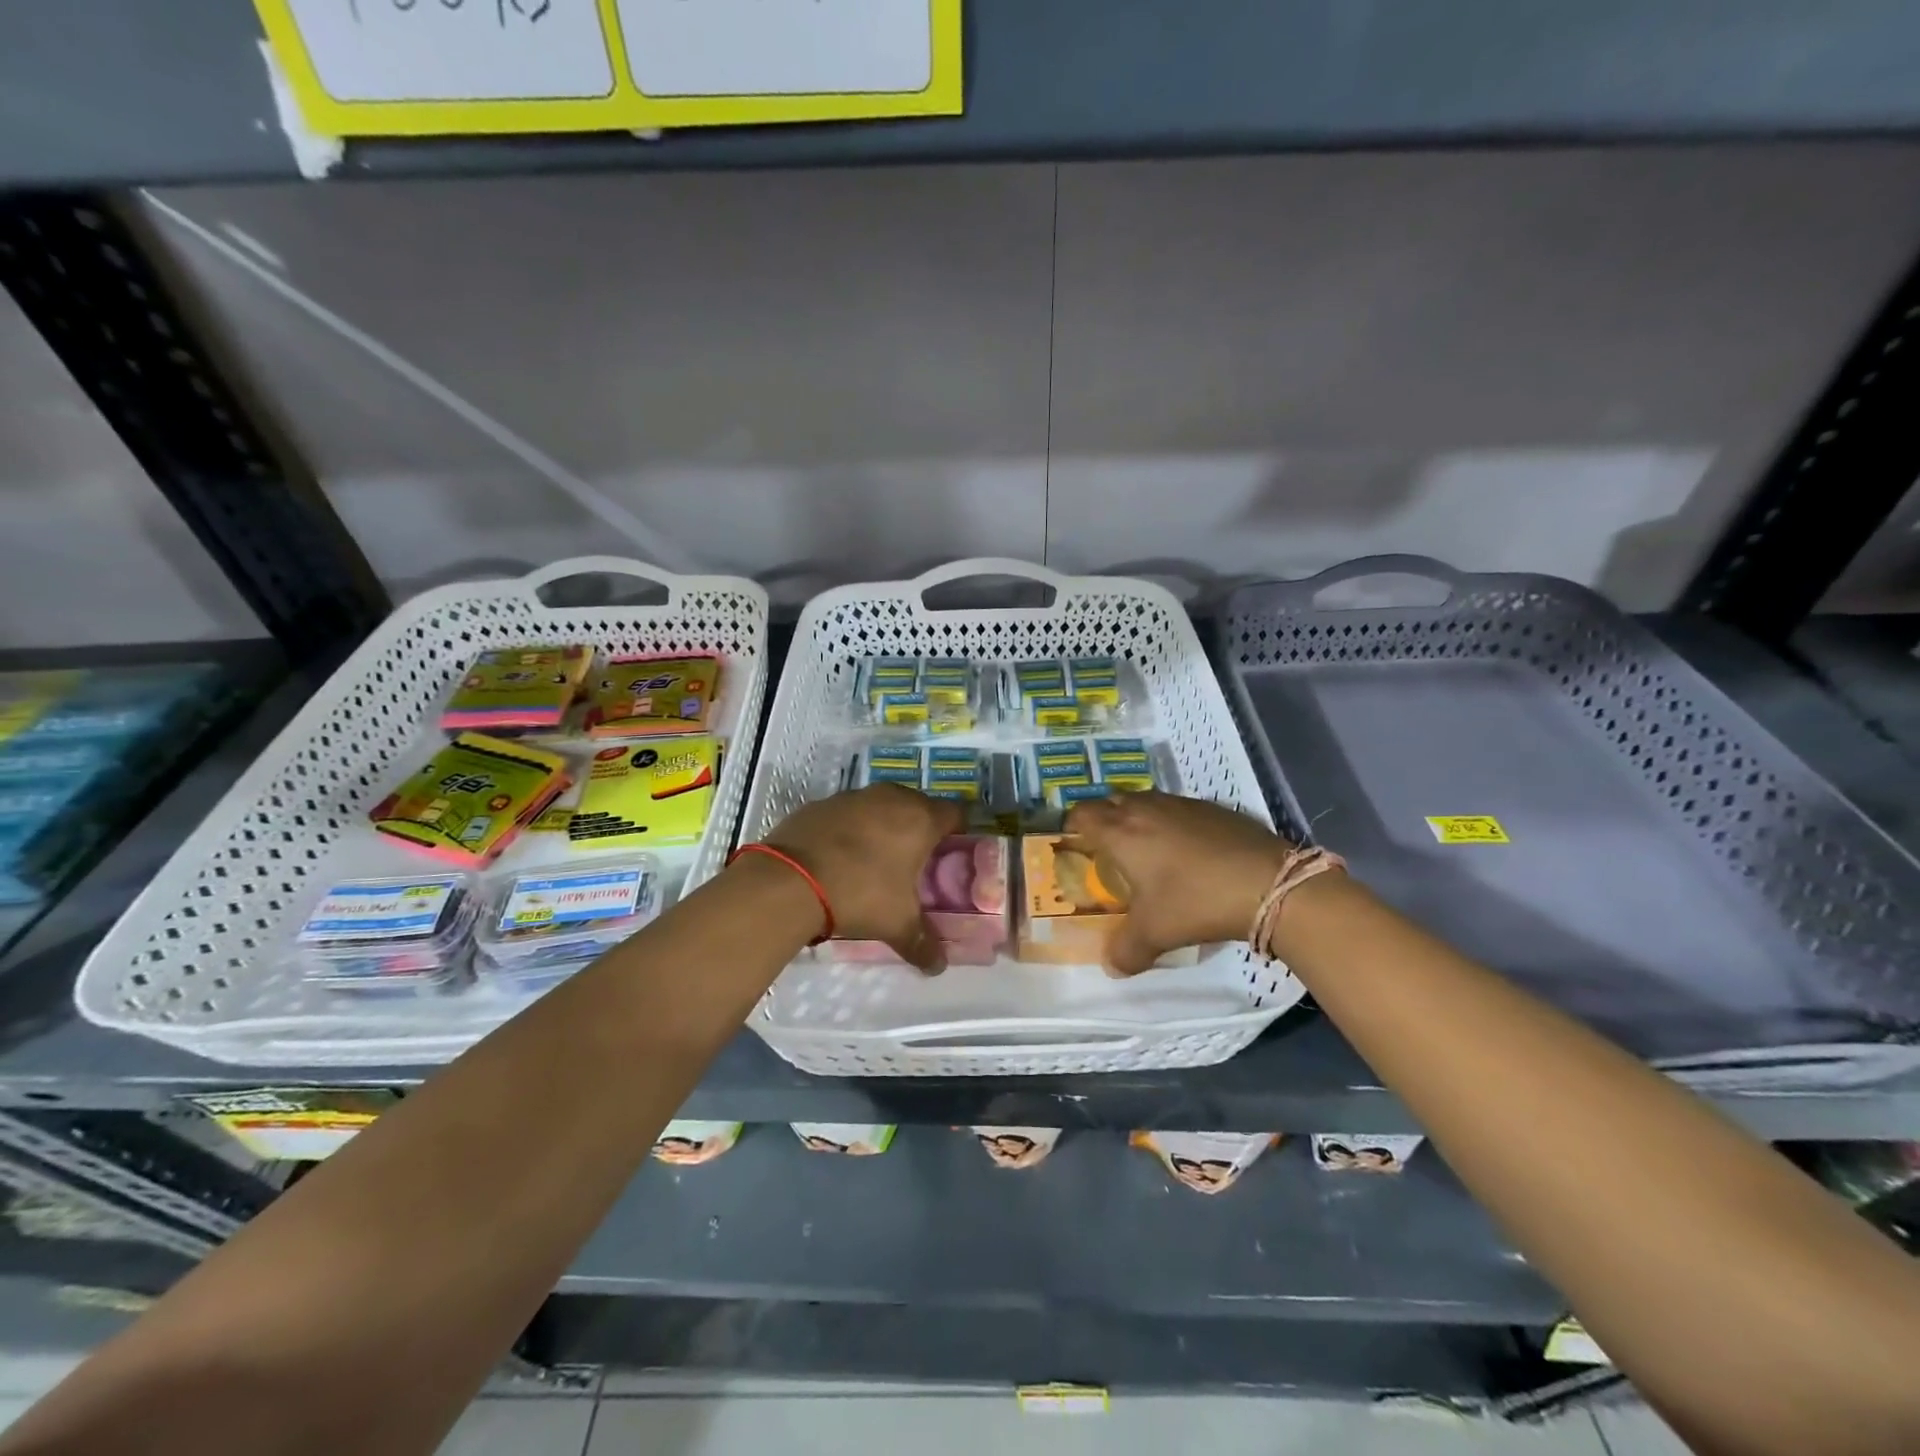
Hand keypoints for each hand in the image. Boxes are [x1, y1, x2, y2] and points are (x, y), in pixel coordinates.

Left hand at [758, 784, 965, 972]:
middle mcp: (891, 798)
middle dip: (919, 829)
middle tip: (914, 861)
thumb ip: (923, 943)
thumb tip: (938, 965)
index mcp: (920, 818)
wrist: (789, 880)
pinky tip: (838, 857)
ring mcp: (853, 796)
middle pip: (918, 806)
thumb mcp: (897, 924)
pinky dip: (849, 829)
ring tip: (874, 860)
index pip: (955, 813)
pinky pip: (847, 813)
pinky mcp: (821, 803)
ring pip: (880, 806)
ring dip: (883, 826)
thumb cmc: (860, 893)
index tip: (951, 855)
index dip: (957, 833)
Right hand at [1064, 792, 1292, 975]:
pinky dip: (1170, 822)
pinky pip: (1176, 808)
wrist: (1268, 884)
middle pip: (1110, 802)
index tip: (1073, 844)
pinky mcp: (1212, 808)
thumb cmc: (1196, 901)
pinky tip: (1186, 850)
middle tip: (1105, 850)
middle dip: (1102, 820)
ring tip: (1144, 848)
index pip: (1082, 814)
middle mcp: (1145, 809)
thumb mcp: (1155, 934)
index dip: (1072, 825)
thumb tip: (1110, 967)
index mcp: (1121, 832)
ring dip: (1136, 818)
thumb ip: (1125, 951)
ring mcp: (1181, 804)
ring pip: (1145, 801)